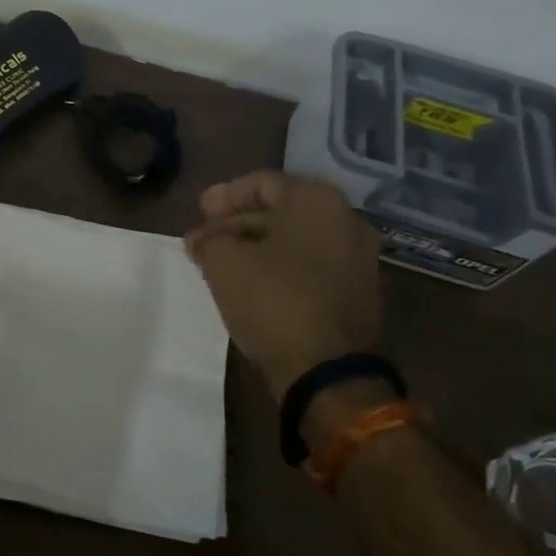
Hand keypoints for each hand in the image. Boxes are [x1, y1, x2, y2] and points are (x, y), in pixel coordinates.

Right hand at [184, 171, 383, 402]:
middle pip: (280, 210)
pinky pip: (309, 265)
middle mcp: (345, 220)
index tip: (199, 210)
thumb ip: (208, 239)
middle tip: (204, 236)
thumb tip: (201, 238)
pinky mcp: (356, 292)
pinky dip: (278, 266)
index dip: (225, 196)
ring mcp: (357, 258)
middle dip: (236, 222)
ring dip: (254, 246)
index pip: (262, 183)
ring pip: (294, 240)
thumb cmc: (273, 300)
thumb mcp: (224, 262)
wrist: (327, 372)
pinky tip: (249, 281)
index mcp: (317, 201)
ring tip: (218, 261)